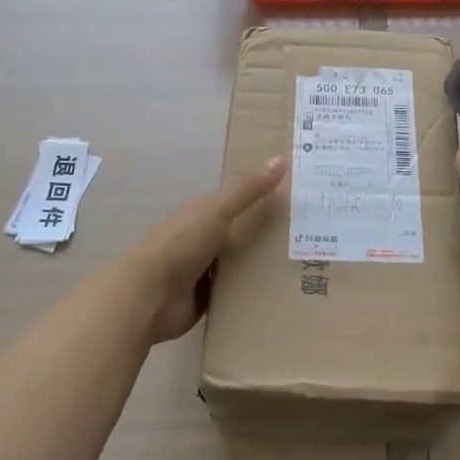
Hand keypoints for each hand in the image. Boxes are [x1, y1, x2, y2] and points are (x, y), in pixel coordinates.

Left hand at [123, 156, 287, 343]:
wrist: (150, 296)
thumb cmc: (182, 244)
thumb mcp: (217, 210)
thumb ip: (247, 189)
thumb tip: (281, 158)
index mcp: (202, 215)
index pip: (237, 202)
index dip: (262, 197)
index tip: (296, 199)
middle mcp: (203, 240)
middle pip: (241, 234)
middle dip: (268, 236)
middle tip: (309, 238)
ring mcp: (203, 272)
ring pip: (240, 265)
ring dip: (261, 267)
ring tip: (302, 268)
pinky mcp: (205, 300)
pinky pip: (234, 293)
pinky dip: (251, 293)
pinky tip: (278, 294)